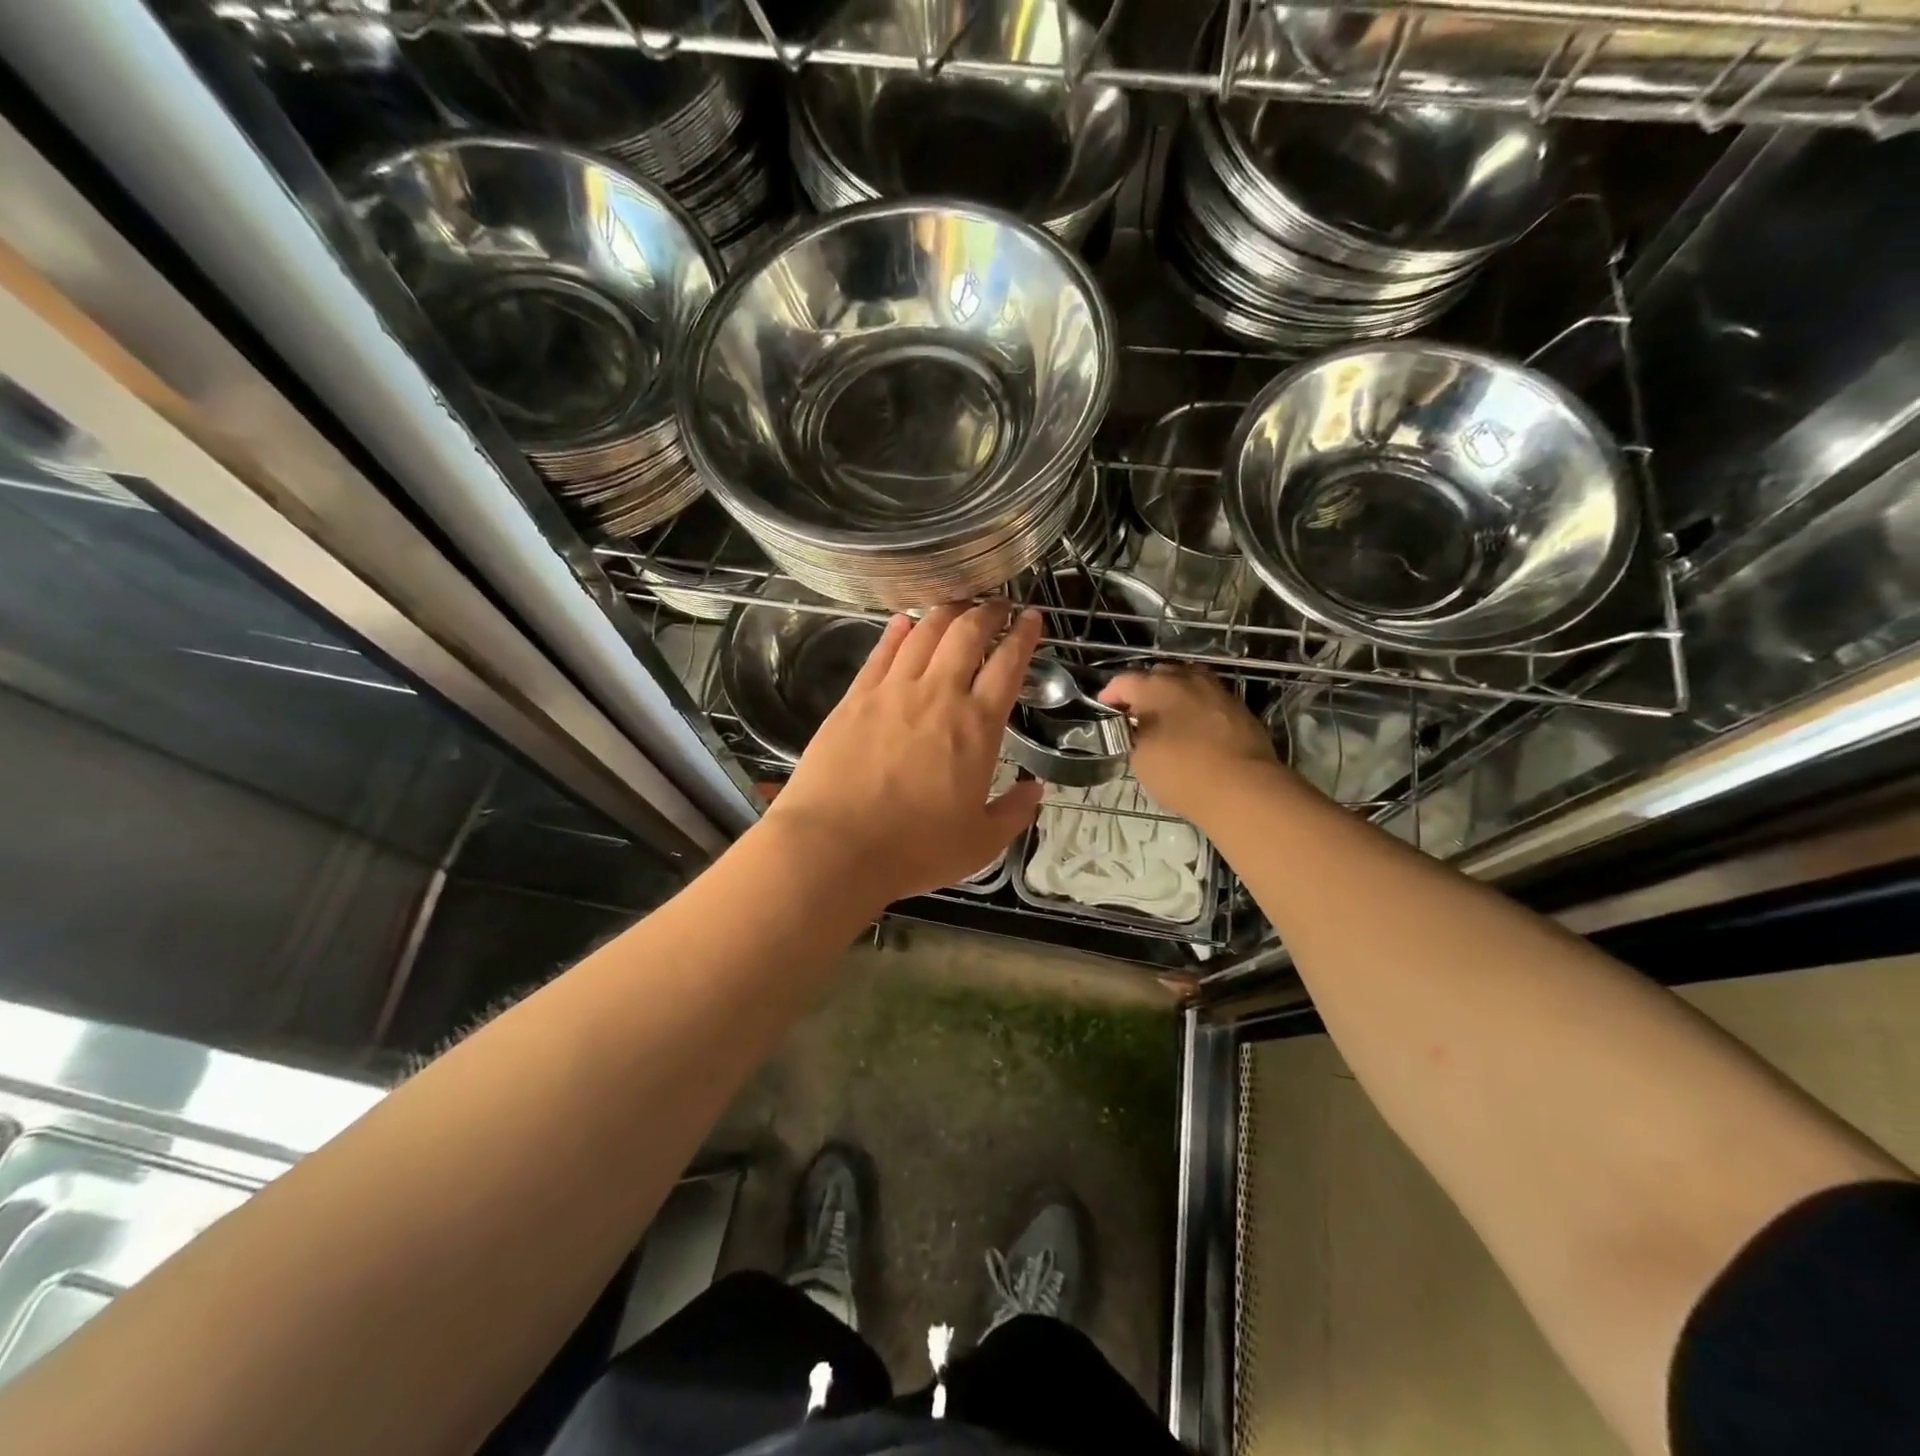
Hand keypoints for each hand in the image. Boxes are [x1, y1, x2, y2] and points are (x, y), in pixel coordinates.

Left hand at [764, 601, 1045, 906]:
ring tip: (958, 604)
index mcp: (977, 726)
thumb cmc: (913, 849)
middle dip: (988, 611)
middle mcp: (938, 694)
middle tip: (998, 605)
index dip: (1024, 635)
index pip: (1008, 664)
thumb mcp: (980, 844)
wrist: (834, 846)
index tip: (1032, 618)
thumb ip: (1014, 813)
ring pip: (924, 632)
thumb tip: (1035, 790)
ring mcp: (892, 690)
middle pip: (967, 633)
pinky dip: (897, 631)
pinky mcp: (855, 697)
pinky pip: (882, 652)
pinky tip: (903, 622)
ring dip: (946, 611)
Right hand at [1099, 665, 1279, 824]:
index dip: (1110, 695)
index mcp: (1155, 687)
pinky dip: (1197, 707)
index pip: (1123, 681)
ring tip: (1167, 717)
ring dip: (1174, 695)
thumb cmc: (1181, 772)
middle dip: (1143, 690)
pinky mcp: (1239, 707)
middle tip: (1136, 714)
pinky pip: (1209, 699)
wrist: (1243, 788)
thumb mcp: (1140, 758)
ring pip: (1188, 682)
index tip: (1106, 710)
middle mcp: (1186, 679)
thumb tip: (1139, 729)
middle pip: (1158, 674)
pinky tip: (1195, 728)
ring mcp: (1217, 691)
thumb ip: (1134, 735)